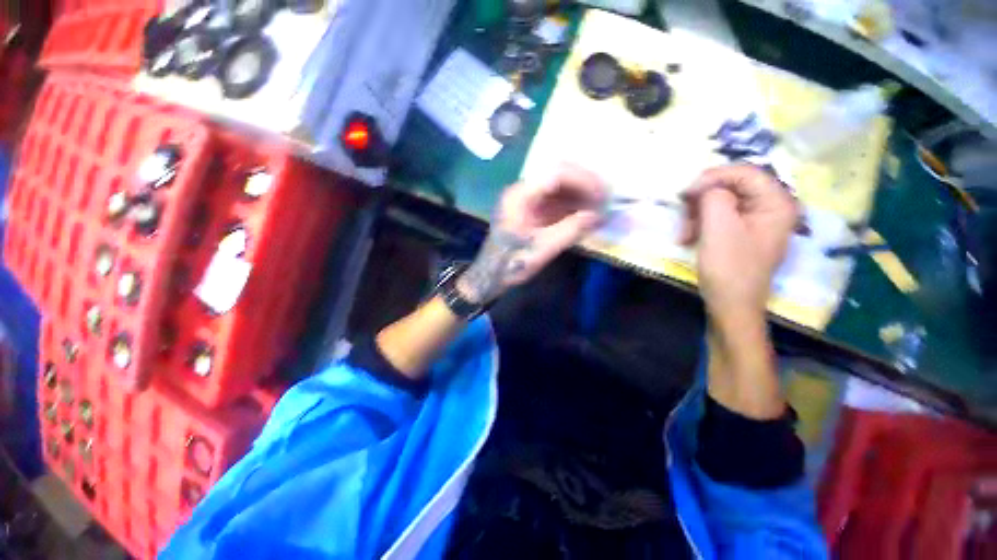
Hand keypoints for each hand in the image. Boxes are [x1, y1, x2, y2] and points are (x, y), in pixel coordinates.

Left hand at [457, 164, 606, 303]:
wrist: (491, 274)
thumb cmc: (511, 263)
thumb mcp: (542, 249)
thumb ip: (570, 230)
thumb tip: (599, 216)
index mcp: (519, 196)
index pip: (555, 173)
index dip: (583, 180)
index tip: (602, 195)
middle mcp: (523, 190)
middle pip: (559, 175)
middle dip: (585, 185)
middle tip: (605, 200)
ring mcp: (527, 199)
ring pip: (559, 186)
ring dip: (581, 194)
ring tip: (600, 207)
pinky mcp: (532, 209)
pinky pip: (556, 199)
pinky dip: (573, 204)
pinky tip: (586, 213)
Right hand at [679, 164, 798, 325]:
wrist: (731, 305)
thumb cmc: (728, 268)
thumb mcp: (718, 228)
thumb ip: (713, 197)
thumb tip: (703, 186)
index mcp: (776, 203)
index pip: (745, 172)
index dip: (713, 177)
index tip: (685, 192)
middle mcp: (771, 207)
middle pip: (732, 186)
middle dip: (702, 200)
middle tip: (683, 215)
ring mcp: (757, 221)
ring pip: (721, 202)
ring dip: (697, 215)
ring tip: (684, 234)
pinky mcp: (743, 233)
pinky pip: (719, 217)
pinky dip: (701, 224)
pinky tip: (689, 238)